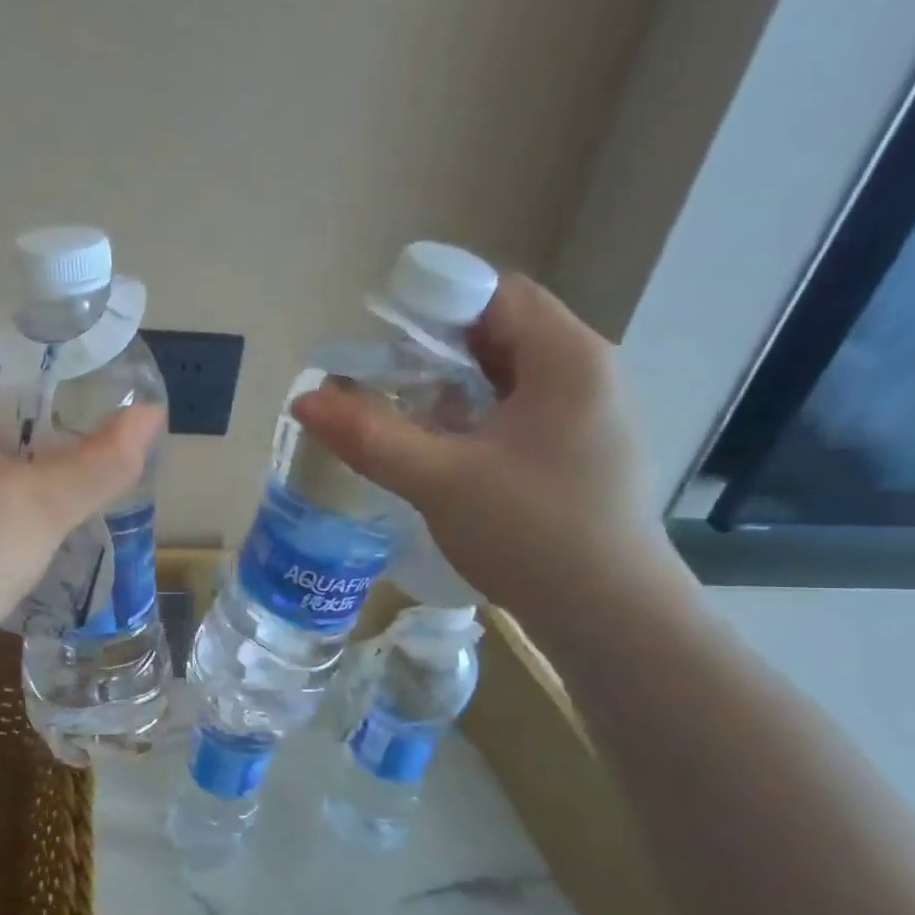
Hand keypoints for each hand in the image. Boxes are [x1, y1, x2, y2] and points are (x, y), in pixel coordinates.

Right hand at [292, 273, 683, 627]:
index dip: (432, 307)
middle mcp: (584, 375)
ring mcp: (584, 418)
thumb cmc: (533, 536)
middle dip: (431, 354)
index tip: (378, 342)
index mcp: (566, 359)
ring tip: (395, 419)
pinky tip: (435, 456)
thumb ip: (369, 436)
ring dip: (446, 391)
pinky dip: (468, 423)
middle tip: (375, 384)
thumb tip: (303, 399)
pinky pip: (511, 416)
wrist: (611, 620)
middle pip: (497, 335)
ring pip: (501, 380)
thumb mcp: (440, 481)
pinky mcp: (573, 455)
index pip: (495, 294)